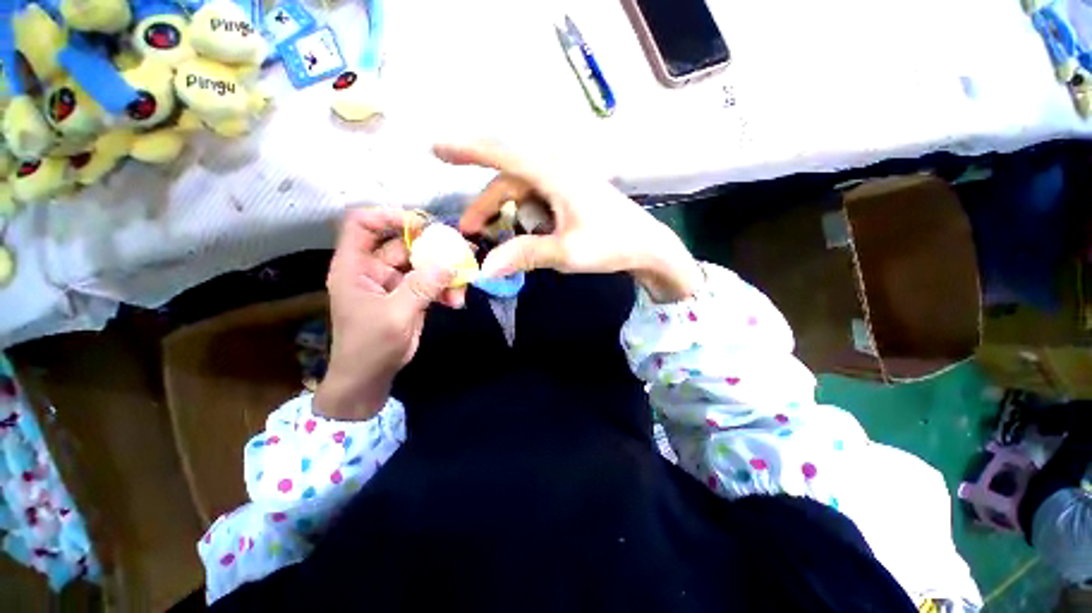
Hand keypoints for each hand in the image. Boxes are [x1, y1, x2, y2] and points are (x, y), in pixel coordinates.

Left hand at [315, 208, 464, 420]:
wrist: (371, 377)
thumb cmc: (370, 346)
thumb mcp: (395, 315)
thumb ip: (422, 287)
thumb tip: (450, 264)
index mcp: (355, 266)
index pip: (362, 224)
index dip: (388, 216)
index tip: (421, 225)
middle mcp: (373, 269)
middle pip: (403, 243)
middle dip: (432, 248)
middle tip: (460, 252)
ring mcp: (394, 282)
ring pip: (422, 264)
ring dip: (444, 273)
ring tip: (463, 284)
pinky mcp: (410, 295)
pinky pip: (431, 282)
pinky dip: (445, 289)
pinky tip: (456, 301)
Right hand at [436, 141, 701, 302]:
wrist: (646, 245)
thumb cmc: (612, 245)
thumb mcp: (567, 253)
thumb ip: (526, 255)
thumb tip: (486, 268)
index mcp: (557, 176)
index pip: (505, 153)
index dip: (469, 148)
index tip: (437, 149)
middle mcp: (558, 169)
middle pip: (508, 176)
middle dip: (484, 201)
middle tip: (467, 228)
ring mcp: (564, 179)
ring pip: (520, 187)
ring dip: (501, 208)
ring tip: (489, 234)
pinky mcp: (568, 190)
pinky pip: (534, 193)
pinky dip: (519, 210)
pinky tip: (519, 228)